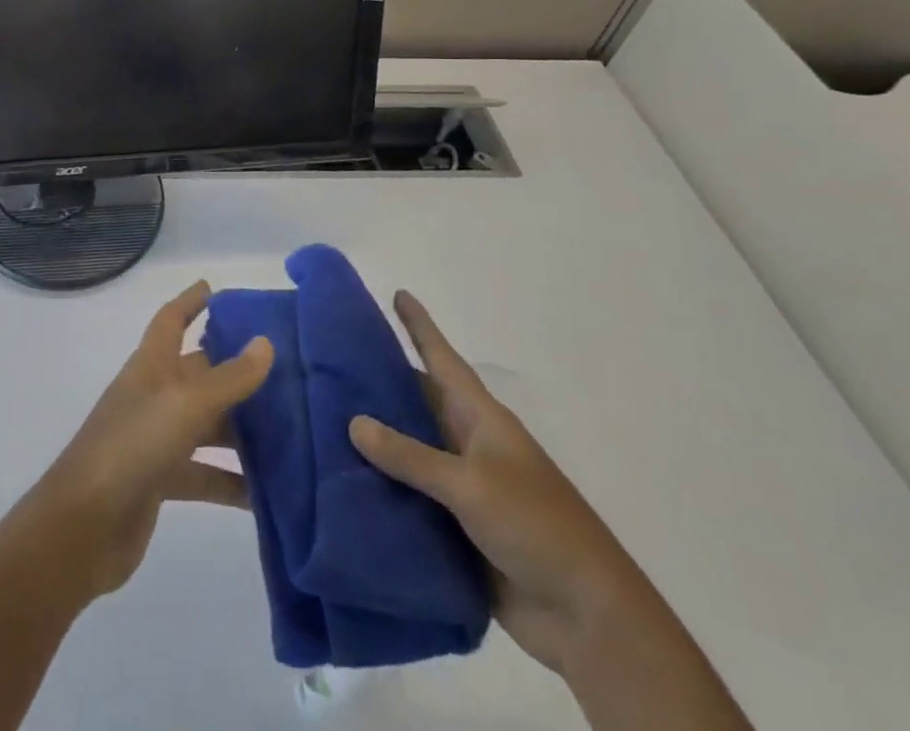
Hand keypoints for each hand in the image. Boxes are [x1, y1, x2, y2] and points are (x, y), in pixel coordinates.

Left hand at [31, 281, 273, 600]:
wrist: (84, 525)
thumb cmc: (133, 446)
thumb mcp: (186, 405)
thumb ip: (229, 378)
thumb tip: (265, 343)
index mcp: (151, 365)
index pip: (170, 320)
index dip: (189, 302)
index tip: (212, 288)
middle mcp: (153, 395)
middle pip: (198, 373)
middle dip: (233, 369)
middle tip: (283, 369)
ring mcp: (155, 439)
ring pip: (206, 424)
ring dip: (241, 428)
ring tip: (291, 430)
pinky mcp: (160, 481)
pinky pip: (204, 473)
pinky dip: (232, 481)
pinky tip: (269, 494)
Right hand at [348, 292, 651, 673]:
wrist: (587, 616)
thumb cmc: (536, 526)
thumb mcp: (471, 484)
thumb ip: (411, 456)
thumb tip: (354, 421)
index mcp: (481, 419)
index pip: (443, 359)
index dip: (420, 326)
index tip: (397, 293)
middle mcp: (468, 443)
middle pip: (418, 401)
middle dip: (380, 383)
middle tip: (331, 362)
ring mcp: (463, 487)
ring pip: (409, 451)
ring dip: (375, 441)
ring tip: (322, 418)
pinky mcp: (456, 528)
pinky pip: (409, 498)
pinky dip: (381, 489)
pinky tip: (343, 482)